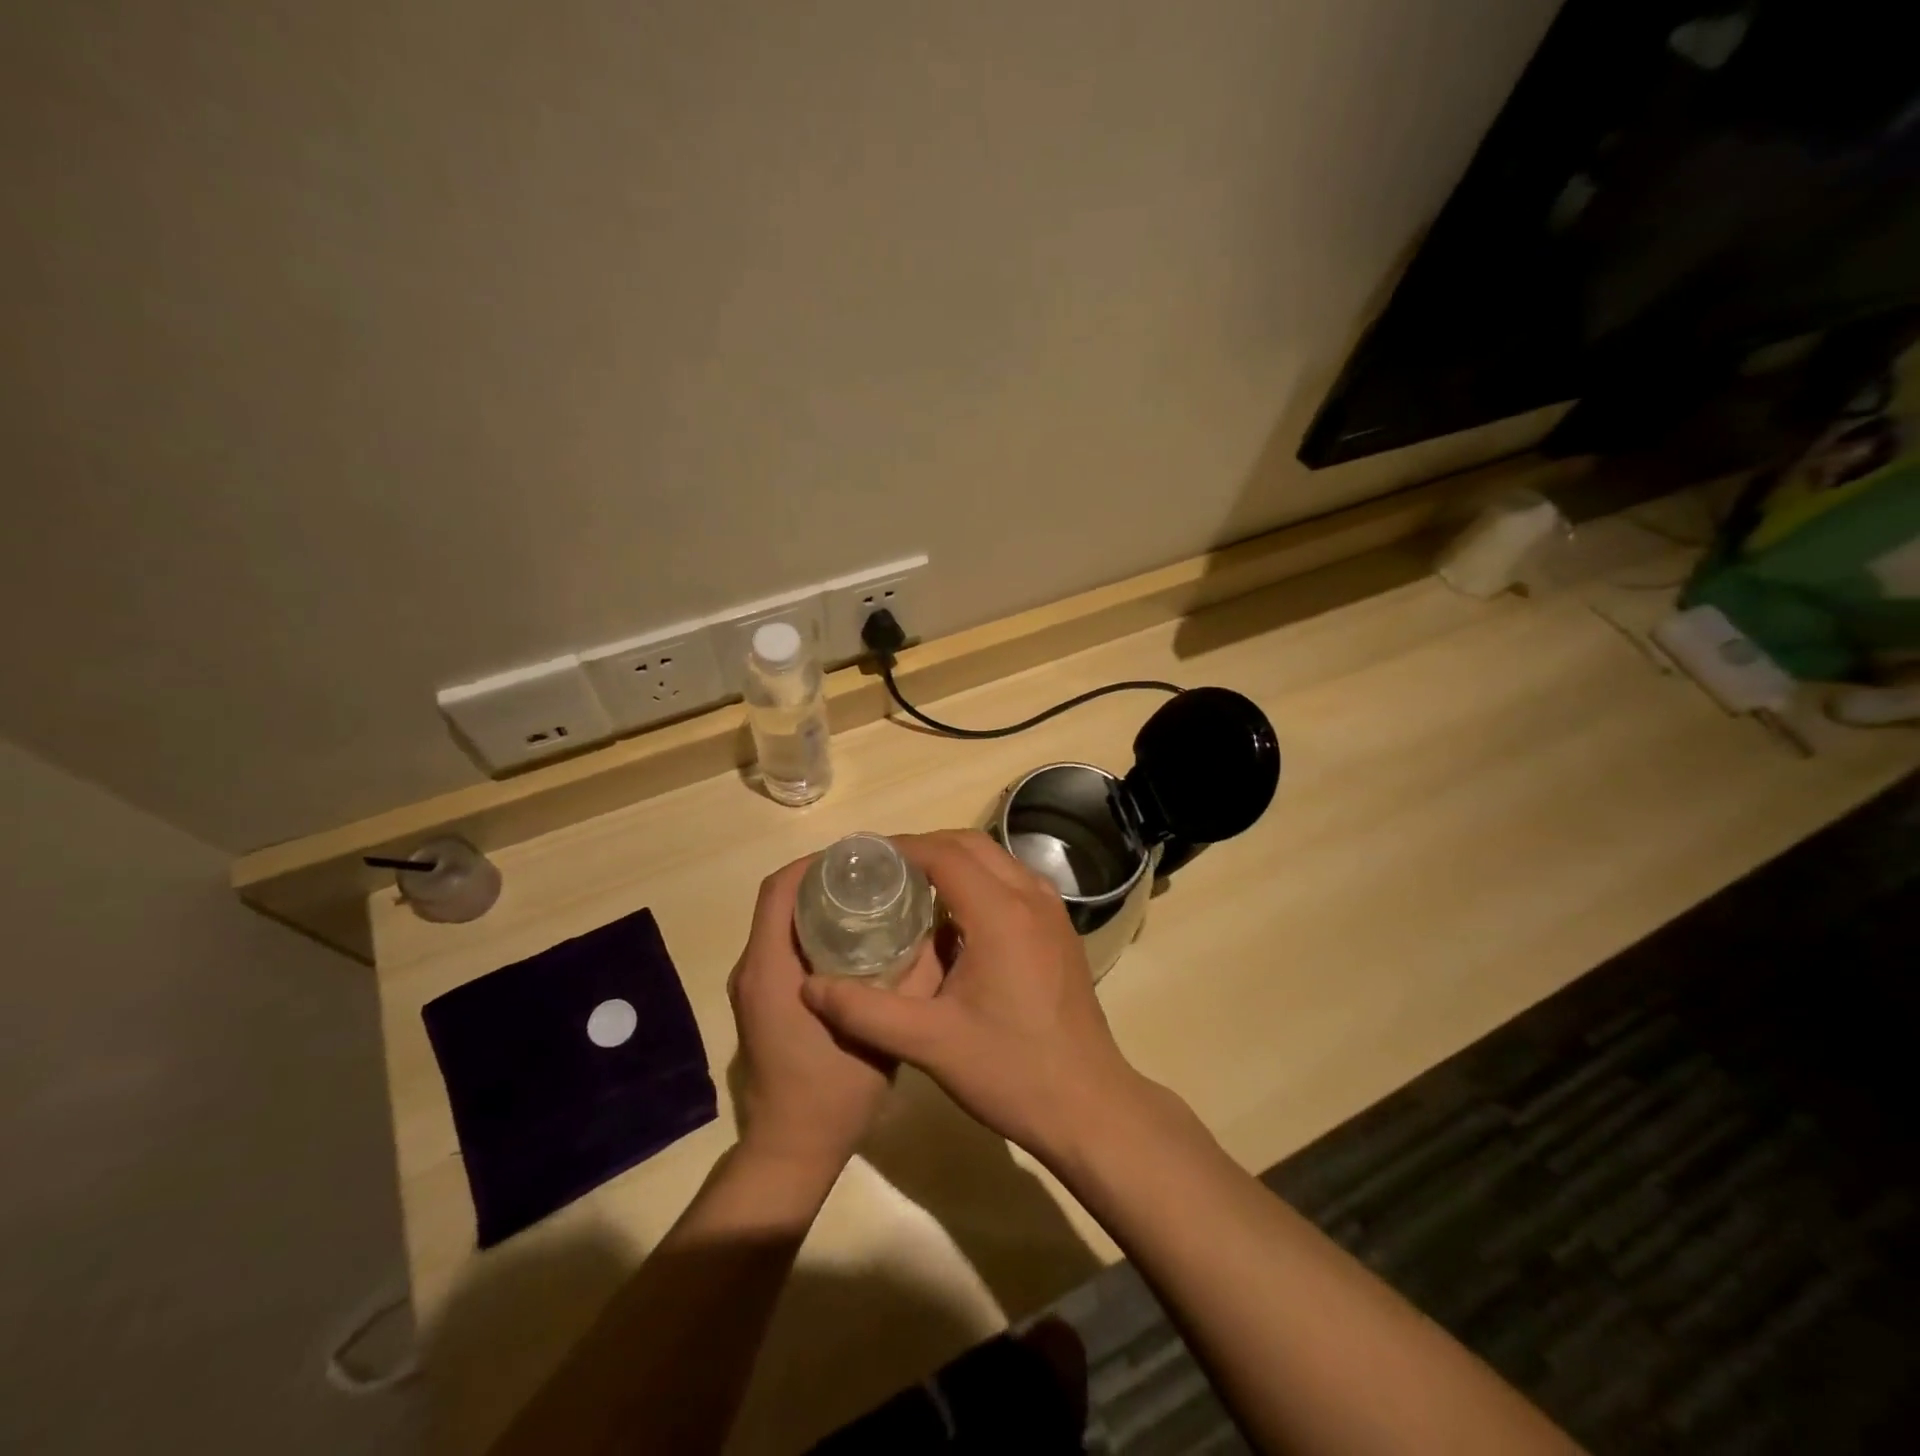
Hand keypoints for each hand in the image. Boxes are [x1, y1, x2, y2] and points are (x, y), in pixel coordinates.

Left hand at [727, 856, 937, 1193]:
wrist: (790, 1151)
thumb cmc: (833, 1092)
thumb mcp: (883, 1033)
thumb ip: (911, 982)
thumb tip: (936, 933)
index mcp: (770, 969)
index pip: (778, 890)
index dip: (813, 863)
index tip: (856, 856)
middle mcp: (753, 970)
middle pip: (779, 900)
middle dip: (820, 878)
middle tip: (872, 874)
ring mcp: (753, 988)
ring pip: (779, 923)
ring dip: (815, 903)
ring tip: (868, 898)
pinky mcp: (762, 1002)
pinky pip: (782, 947)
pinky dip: (812, 931)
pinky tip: (854, 940)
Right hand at [801, 830, 1148, 1168]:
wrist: (1089, 1106)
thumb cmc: (1011, 1072)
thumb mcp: (929, 1044)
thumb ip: (864, 1012)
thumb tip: (810, 989)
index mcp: (1001, 913)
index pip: (944, 853)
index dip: (900, 849)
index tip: (862, 860)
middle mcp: (1031, 897)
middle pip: (970, 845)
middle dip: (924, 848)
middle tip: (881, 872)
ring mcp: (1052, 910)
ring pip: (996, 860)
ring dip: (953, 861)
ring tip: (910, 887)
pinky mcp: (1060, 929)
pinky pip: (1013, 882)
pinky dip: (979, 881)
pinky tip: (953, 918)